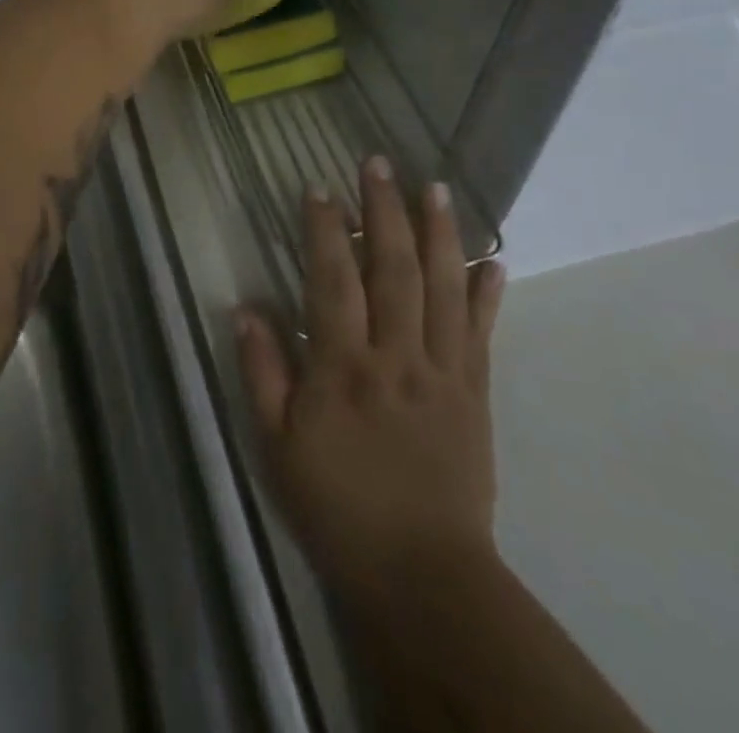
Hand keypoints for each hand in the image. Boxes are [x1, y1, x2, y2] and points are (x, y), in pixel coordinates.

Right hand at [236, 157, 505, 601]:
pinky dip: (488, 293)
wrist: (423, 576)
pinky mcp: (475, 393)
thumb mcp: (277, 446)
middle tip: (379, 163)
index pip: (332, 279)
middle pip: (392, 268)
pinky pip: (482, 333)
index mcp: (343, 367)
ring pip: (443, 288)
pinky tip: (493, 260)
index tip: (318, 188)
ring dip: (439, 233)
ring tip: (435, 188)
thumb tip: (246, 308)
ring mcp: (443, 371)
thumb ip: (262, 372)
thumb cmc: (337, 506)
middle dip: (383, 209)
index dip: (324, 229)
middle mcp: (396, 356)